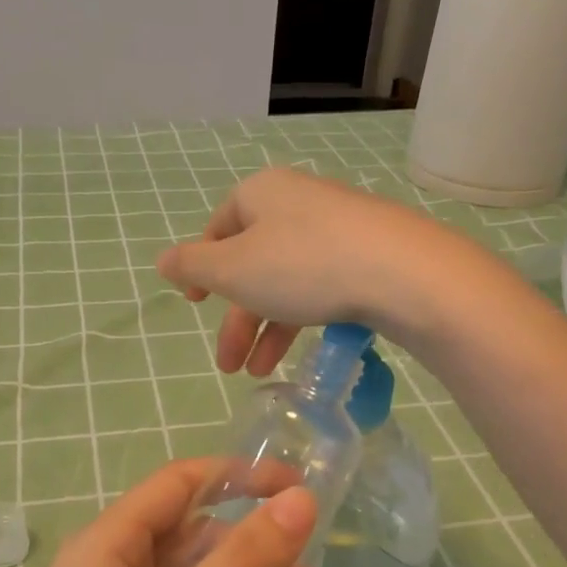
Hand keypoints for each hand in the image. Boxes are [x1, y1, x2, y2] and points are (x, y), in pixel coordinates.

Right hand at [155, 167, 489, 375]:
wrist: (402, 272)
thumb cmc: (303, 265)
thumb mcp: (233, 270)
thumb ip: (193, 267)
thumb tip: (163, 259)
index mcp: (260, 194)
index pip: (219, 228)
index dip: (203, 268)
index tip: (195, 304)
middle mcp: (297, 201)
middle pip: (253, 262)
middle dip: (237, 319)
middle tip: (227, 365)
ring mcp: (337, 226)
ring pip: (287, 280)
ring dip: (268, 329)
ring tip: (259, 372)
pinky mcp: (368, 253)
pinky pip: (322, 284)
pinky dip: (303, 318)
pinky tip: (300, 351)